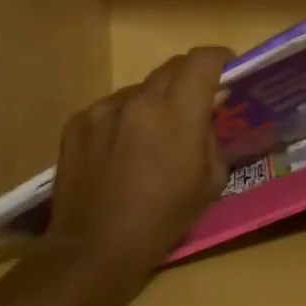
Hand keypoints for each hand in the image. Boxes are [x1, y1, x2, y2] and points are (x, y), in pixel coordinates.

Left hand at [48, 48, 232, 276]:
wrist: (96, 247)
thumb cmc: (164, 217)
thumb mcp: (211, 181)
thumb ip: (211, 136)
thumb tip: (207, 113)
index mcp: (177, 113)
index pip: (203, 60)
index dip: (220, 57)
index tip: (227, 68)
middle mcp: (139, 100)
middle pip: (172, 67)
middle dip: (189, 78)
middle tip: (195, 103)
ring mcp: (104, 109)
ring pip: (140, 88)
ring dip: (154, 101)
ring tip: (152, 135)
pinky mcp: (78, 122)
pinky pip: (111, 108)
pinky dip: (124, 119)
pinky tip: (120, 150)